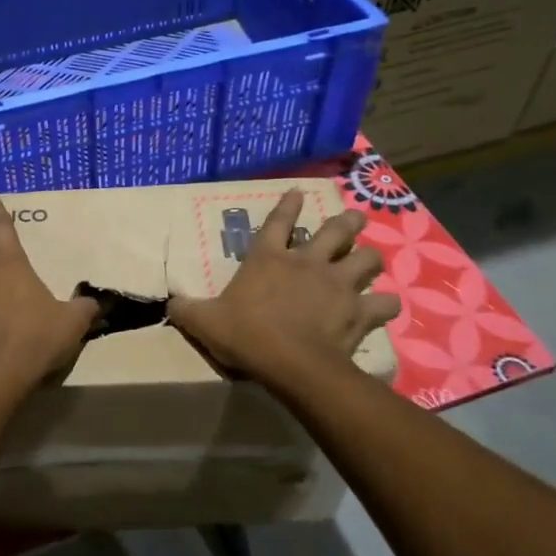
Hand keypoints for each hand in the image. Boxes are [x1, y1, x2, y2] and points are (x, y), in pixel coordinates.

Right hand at [168, 189, 399, 386]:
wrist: (291, 363)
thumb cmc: (246, 335)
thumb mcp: (204, 322)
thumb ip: (187, 310)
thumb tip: (169, 304)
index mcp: (268, 259)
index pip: (278, 222)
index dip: (288, 205)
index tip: (299, 191)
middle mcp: (307, 263)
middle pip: (336, 231)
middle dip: (348, 223)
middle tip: (355, 219)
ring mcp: (337, 285)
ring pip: (367, 259)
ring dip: (371, 258)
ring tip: (372, 259)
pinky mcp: (359, 311)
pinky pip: (384, 303)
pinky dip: (387, 304)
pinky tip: (386, 306)